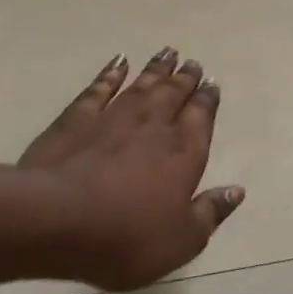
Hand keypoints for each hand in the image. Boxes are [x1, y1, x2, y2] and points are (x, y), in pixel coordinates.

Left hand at [19, 49, 244, 290]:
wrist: (55, 219)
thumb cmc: (125, 238)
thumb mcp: (180, 242)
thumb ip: (210, 213)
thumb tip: (237, 191)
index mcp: (184, 154)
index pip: (201, 117)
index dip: (208, 99)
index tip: (212, 83)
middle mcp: (154, 127)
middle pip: (174, 94)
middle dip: (186, 78)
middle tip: (194, 63)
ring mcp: (114, 118)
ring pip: (142, 85)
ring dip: (157, 68)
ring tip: (169, 52)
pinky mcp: (78, 118)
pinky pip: (100, 88)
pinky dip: (111, 73)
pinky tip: (119, 61)